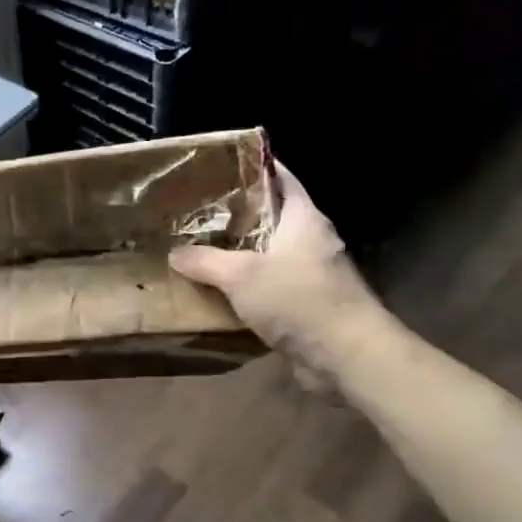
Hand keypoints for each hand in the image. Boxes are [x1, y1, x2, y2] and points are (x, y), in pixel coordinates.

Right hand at [169, 162, 386, 378]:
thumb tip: (175, 253)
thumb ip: (205, 261)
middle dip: (238, 215)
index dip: (256, 168)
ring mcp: (313, 274)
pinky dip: (248, 287)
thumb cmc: (297, 299)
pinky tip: (220, 292)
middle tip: (198, 212)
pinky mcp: (309, 305)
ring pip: (270, 255)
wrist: (346, 355)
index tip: (223, 165)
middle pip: (273, 217)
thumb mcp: (240, 276)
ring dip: (241, 255)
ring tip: (201, 250)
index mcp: (304, 218)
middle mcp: (312, 240)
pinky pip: (272, 287)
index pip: (282, 179)